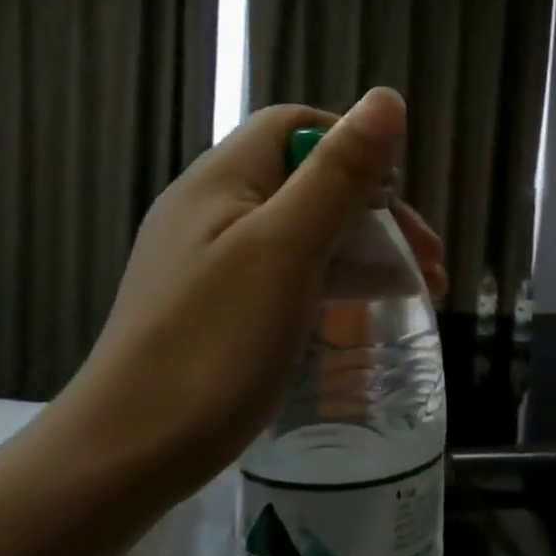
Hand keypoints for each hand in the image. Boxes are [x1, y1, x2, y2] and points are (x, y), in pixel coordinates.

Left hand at [63, 87, 444, 490]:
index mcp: (222, 180)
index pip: (296, 126)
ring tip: (419, 286)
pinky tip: (368, 307)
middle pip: (308, 180)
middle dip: (374, 208)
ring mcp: (216, 261)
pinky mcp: (223, 306)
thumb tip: (386, 98)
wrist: (127, 457)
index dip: (352, 144)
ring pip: (305, 230)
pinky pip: (291, 272)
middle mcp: (214, 210)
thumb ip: (338, 173)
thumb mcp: (286, 249)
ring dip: (364, 247)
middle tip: (427, 258)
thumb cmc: (213, 344)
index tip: (395, 196)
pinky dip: (336, 279)